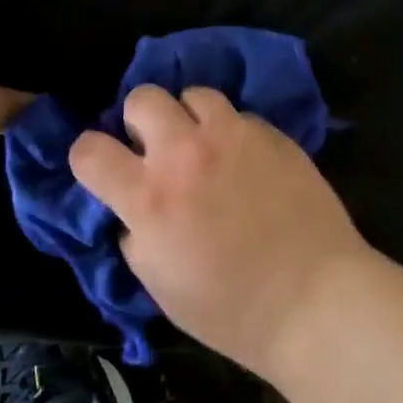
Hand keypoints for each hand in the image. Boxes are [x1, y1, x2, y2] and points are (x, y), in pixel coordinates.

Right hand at [69, 86, 370, 376]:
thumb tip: (133, 208)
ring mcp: (233, 136)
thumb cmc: (230, 308)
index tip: (103, 168)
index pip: (89, 149)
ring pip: (194, 93)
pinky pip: (239, 115)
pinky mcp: (271, 133)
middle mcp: (185, 153)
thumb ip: (135, 233)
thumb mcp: (158, 283)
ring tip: (205, 146)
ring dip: (190, 118)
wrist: (313, 298)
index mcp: (149, 196)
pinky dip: (232, 133)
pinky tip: (247, 161)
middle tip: (157, 150)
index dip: (88, 157)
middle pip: (142, 98)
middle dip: (140, 121)